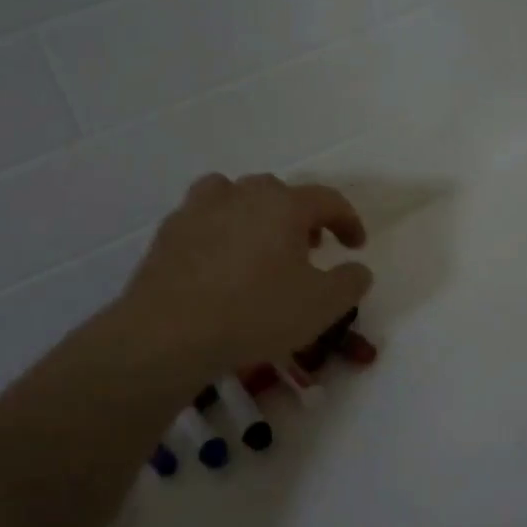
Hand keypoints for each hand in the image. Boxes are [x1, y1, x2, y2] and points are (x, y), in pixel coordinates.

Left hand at [115, 173, 372, 377]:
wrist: (169, 333)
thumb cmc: (255, 313)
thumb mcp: (322, 306)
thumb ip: (350, 282)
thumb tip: (357, 268)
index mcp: (284, 205)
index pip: (328, 200)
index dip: (348, 220)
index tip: (356, 246)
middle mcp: (242, 194)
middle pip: (280, 193)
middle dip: (301, 218)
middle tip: (308, 249)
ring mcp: (200, 208)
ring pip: (236, 195)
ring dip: (256, 214)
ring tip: (260, 246)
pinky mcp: (169, 231)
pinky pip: (204, 218)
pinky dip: (220, 230)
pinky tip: (219, 262)